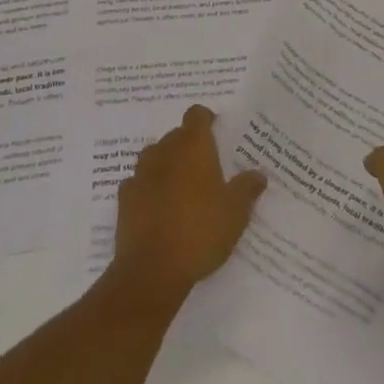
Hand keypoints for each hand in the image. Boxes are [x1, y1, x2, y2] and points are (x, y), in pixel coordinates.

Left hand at [110, 105, 266, 304]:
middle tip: (206, 169)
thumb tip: (258, 174)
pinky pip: (139, 183)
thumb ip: (247, 188)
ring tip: (182, 189)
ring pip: (155, 157)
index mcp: (193, 146)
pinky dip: (148, 189)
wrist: (152, 269)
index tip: (217, 133)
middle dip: (189, 146)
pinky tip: (158, 208)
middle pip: (176, 135)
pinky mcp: (124, 197)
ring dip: (167, 165)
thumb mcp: (236, 212)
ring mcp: (140, 173)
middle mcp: (164, 150)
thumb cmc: (200, 231)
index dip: (206, 120)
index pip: (196, 114)